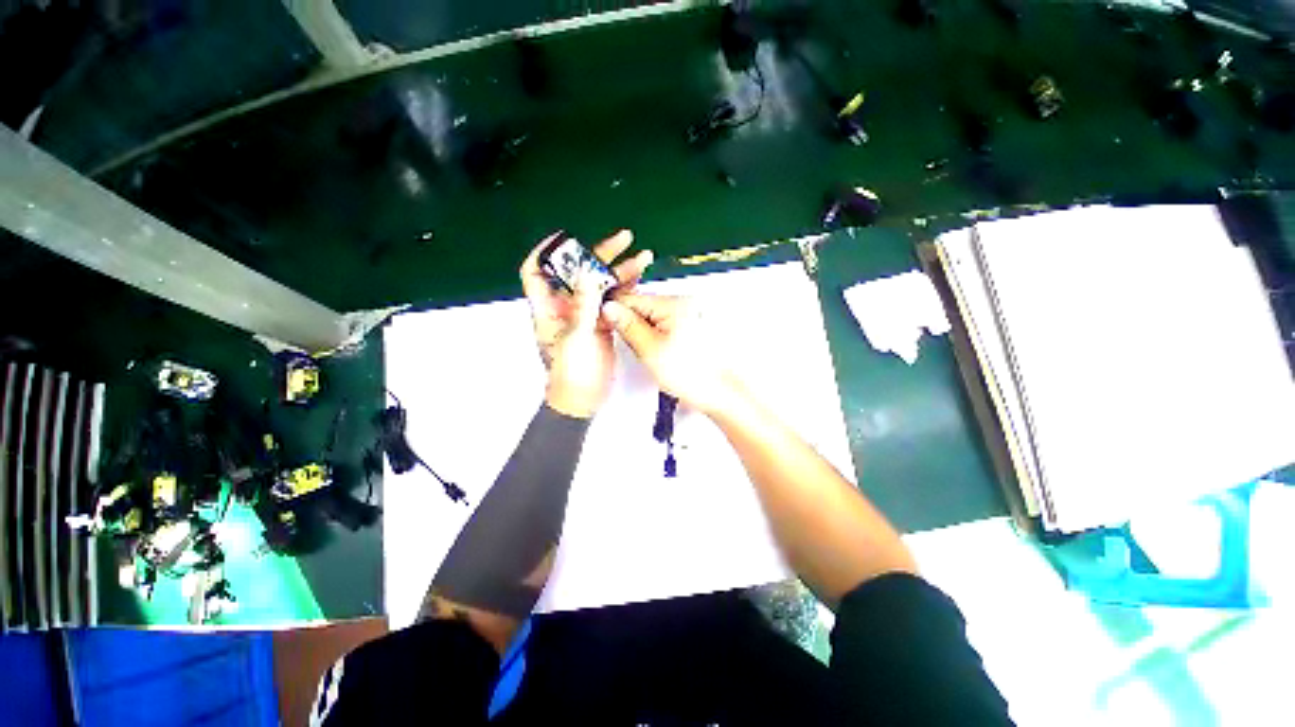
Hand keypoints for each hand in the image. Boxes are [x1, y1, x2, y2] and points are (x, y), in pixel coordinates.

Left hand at [521, 230, 652, 417]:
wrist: (584, 398)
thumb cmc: (571, 373)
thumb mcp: (576, 337)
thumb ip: (583, 305)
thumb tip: (586, 272)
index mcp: (549, 308)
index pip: (537, 271)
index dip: (547, 250)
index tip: (567, 237)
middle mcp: (566, 306)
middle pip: (579, 272)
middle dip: (600, 254)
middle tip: (623, 240)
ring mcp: (585, 314)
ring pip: (601, 285)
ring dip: (620, 271)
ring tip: (642, 258)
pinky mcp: (601, 324)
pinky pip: (612, 301)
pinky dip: (625, 289)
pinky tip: (639, 279)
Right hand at [600, 293, 738, 415]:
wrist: (719, 392)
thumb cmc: (693, 374)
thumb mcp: (651, 350)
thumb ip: (628, 326)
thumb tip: (609, 309)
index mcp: (674, 304)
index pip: (631, 298)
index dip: (613, 312)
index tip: (604, 326)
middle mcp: (683, 303)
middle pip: (642, 305)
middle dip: (630, 323)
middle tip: (631, 345)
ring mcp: (688, 314)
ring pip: (651, 317)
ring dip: (642, 331)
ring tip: (648, 352)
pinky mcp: (690, 326)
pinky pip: (663, 325)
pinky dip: (655, 336)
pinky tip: (657, 351)